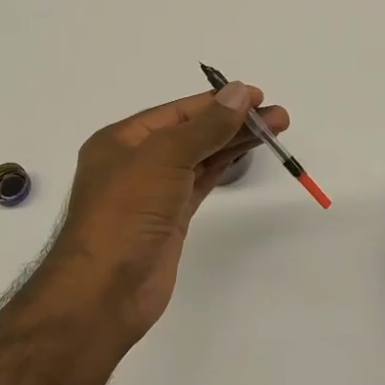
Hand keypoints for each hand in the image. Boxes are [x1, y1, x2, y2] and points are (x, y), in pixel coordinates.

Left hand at [43, 82, 288, 339]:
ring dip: (234, 142)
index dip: (217, 101)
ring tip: (275, 130)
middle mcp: (136, 161)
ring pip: (200, 157)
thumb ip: (206, 126)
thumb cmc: (127, 212)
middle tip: (278, 116)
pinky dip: (223, 167)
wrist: (105, 291)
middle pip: (193, 132)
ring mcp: (154, 192)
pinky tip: (244, 154)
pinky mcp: (170, 219)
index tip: (256, 96)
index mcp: (122, 140)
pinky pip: (200, 182)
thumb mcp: (165, 157)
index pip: (178, 111)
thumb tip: (238, 92)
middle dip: (234, 121)